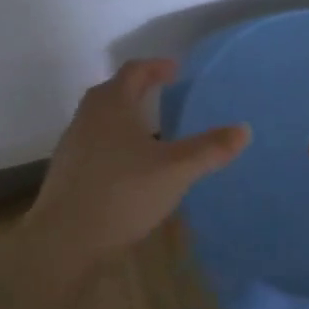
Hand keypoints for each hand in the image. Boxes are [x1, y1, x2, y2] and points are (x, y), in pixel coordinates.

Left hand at [22, 59, 249, 261]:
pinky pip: (95, 144)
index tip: (175, 70)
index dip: (156, 67)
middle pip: (114, 91)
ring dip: (125, 116)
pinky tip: (130, 167)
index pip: (135, 71)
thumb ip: (209, 149)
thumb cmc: (123, 193)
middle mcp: (88, 117)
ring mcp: (73, 145)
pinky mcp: (67, 172)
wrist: (63, 241)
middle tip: (164, 94)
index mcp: (113, 104)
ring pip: (101, 119)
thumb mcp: (176, 170)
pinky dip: (114, 143)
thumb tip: (244, 129)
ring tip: (151, 131)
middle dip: (139, 88)